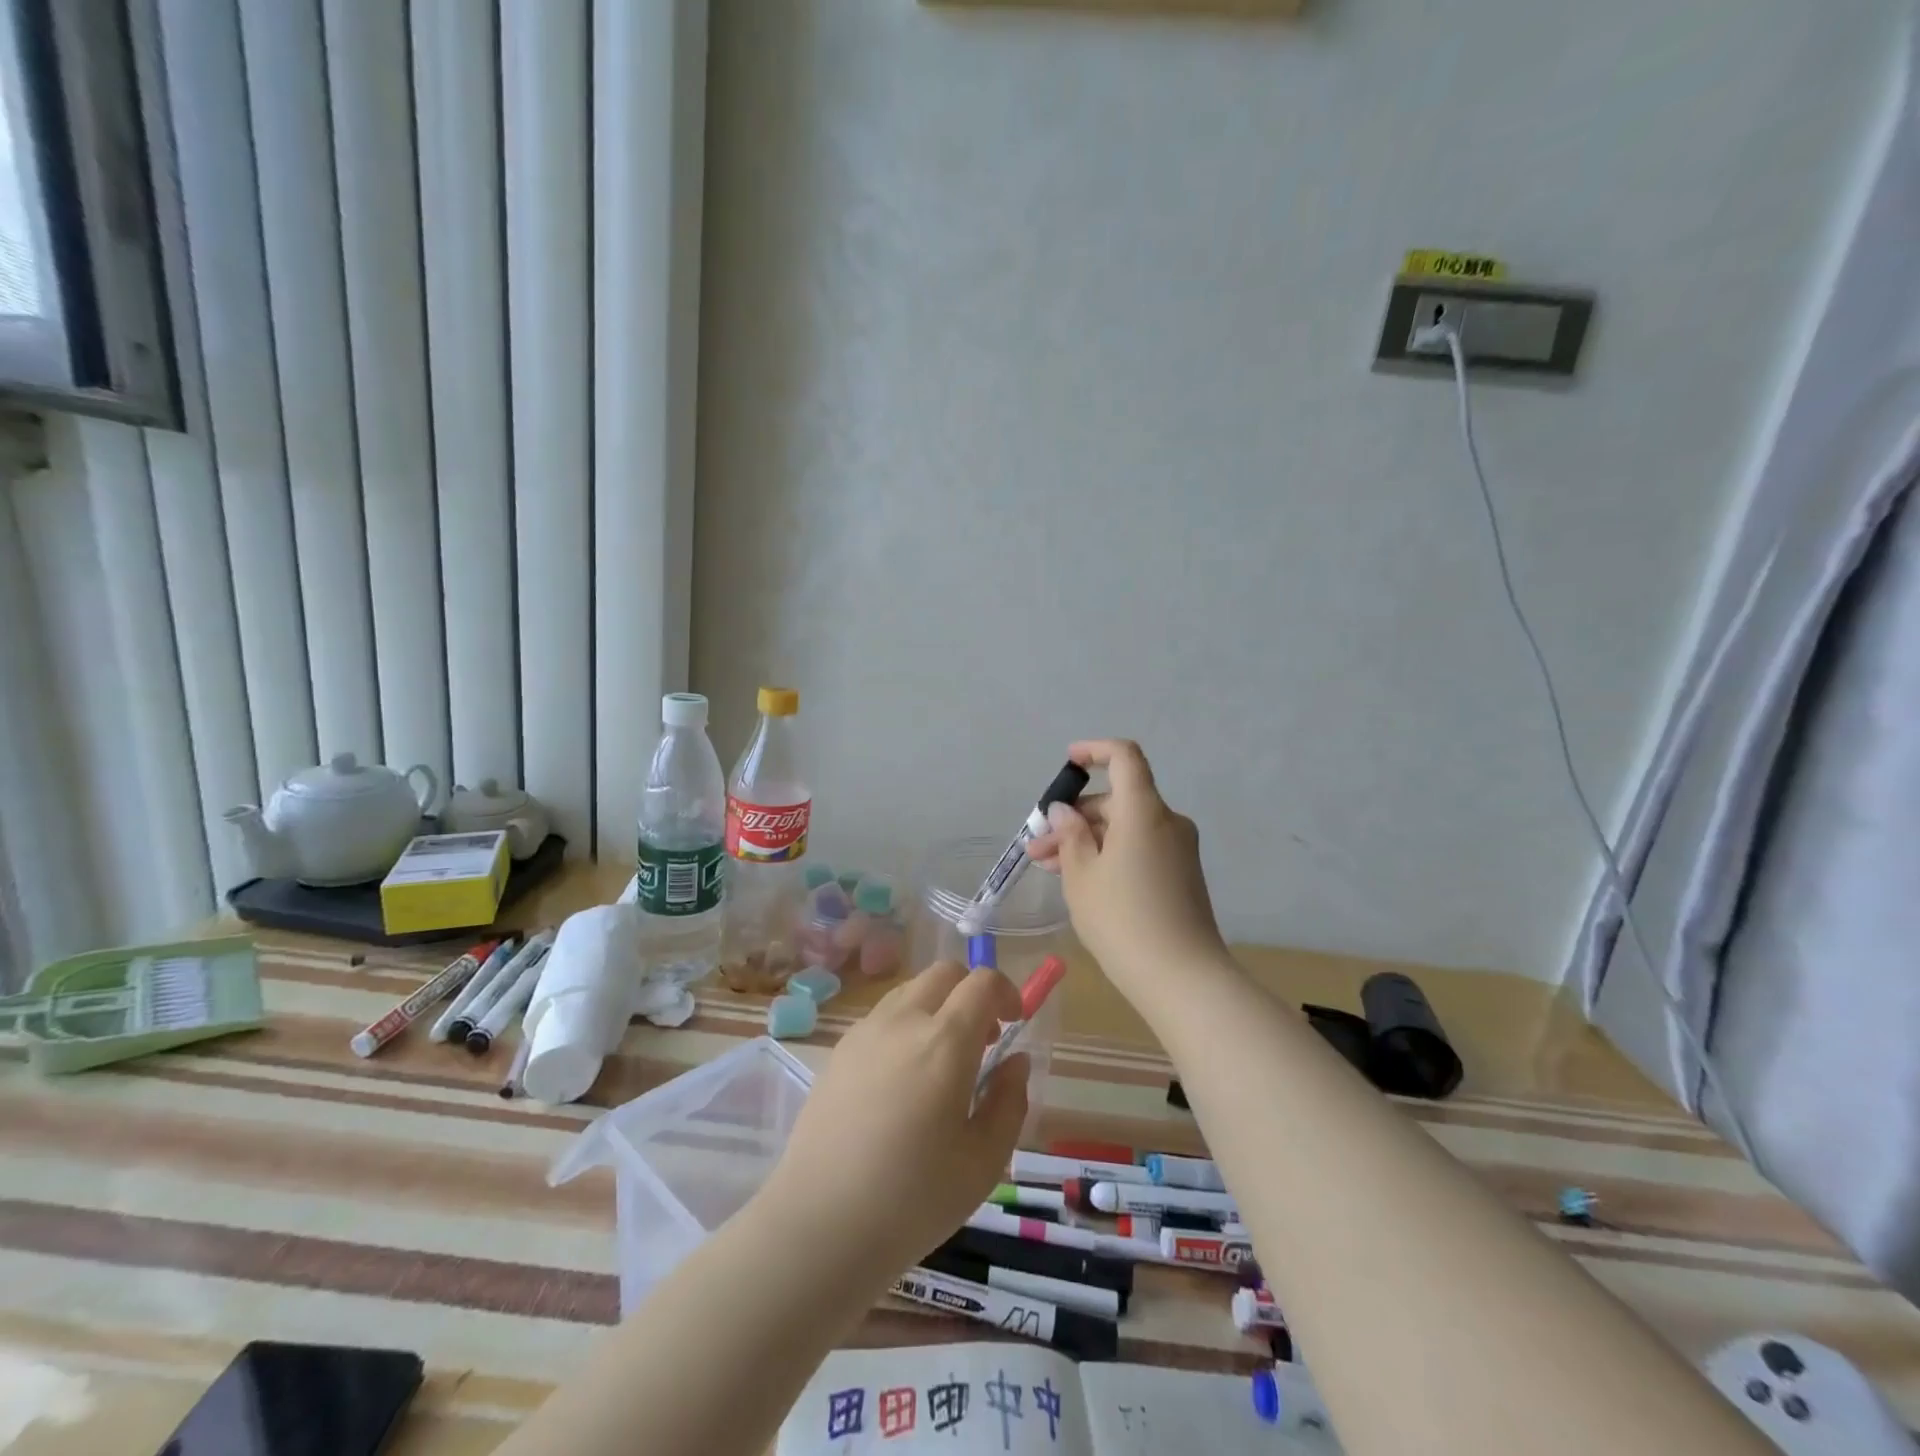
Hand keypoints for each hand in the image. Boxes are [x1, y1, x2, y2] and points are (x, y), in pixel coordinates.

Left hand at [762, 963, 1028, 1276]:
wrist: (820, 1225)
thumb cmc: (913, 1200)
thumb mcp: (984, 1161)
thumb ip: (1009, 1101)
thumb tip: (1015, 1061)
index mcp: (944, 1042)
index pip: (982, 982)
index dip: (1007, 991)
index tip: (1014, 1024)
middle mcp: (903, 1021)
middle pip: (944, 973)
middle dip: (971, 993)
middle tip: (982, 1041)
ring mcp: (865, 1032)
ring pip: (911, 990)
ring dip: (937, 1007)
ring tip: (941, 1062)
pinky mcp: (838, 1051)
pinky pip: (883, 1017)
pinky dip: (905, 1026)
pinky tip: (902, 1080)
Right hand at [1027, 739, 1230, 1006]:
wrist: (1183, 979)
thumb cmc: (1122, 920)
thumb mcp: (1082, 876)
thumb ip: (1069, 836)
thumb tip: (1064, 812)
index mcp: (1143, 811)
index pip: (1124, 757)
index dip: (1094, 751)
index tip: (1068, 763)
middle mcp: (1167, 821)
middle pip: (1118, 800)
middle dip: (1075, 818)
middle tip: (1038, 849)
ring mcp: (1178, 850)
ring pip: (1125, 828)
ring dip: (1088, 840)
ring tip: (1050, 868)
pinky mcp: (1181, 875)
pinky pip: (1140, 848)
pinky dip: (1110, 854)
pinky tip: (1082, 882)